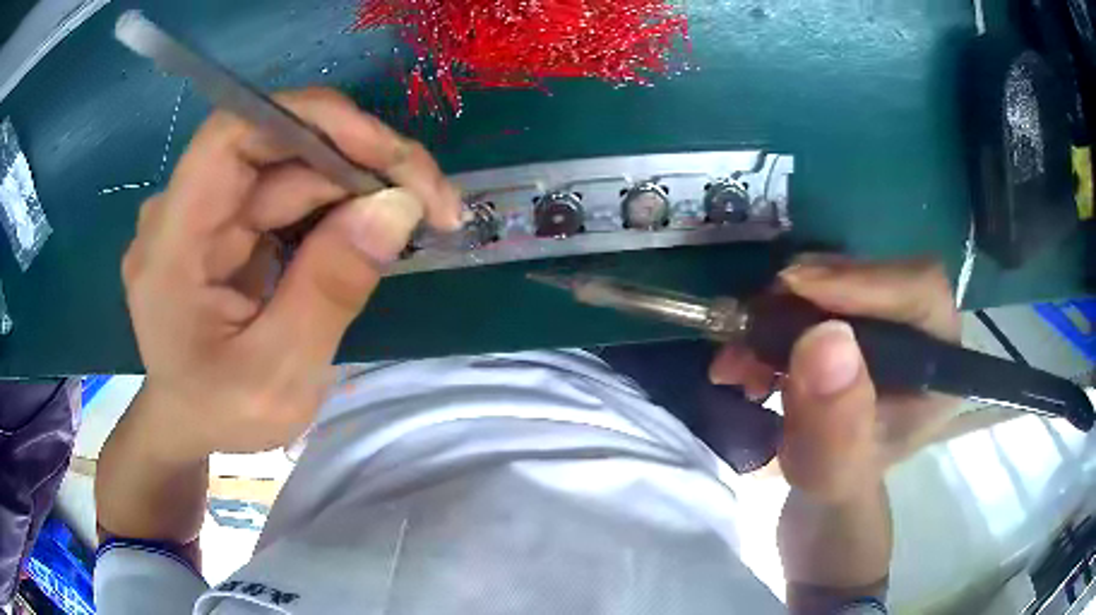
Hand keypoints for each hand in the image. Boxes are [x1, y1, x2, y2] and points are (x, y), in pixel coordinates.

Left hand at [122, 88, 461, 459]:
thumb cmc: (218, 414)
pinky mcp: (228, 223)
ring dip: (358, 186)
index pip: (235, 135)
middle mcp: (184, 208)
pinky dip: (338, 206)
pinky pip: (288, 194)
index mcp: (172, 242)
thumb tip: (397, 206)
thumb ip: (329, 290)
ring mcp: (206, 212)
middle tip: (433, 202)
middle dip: (359, 162)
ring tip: (417, 218)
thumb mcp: (278, 376)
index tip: (388, 156)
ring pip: (291, 168)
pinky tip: (372, 230)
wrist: (186, 427)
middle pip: (276, 146)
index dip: (312, 122)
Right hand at [709, 257, 959, 502]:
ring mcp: (883, 322)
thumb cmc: (838, 487)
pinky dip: (770, 320)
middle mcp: (917, 331)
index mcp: (938, 367)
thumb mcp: (834, 471)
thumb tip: (824, 338)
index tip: (798, 287)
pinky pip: (810, 297)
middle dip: (808, 296)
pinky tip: (743, 358)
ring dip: (778, 309)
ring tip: (738, 355)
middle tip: (755, 318)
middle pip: (873, 275)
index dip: (865, 280)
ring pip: (836, 280)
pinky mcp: (850, 321)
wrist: (820, 492)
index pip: (919, 290)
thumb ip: (836, 422)